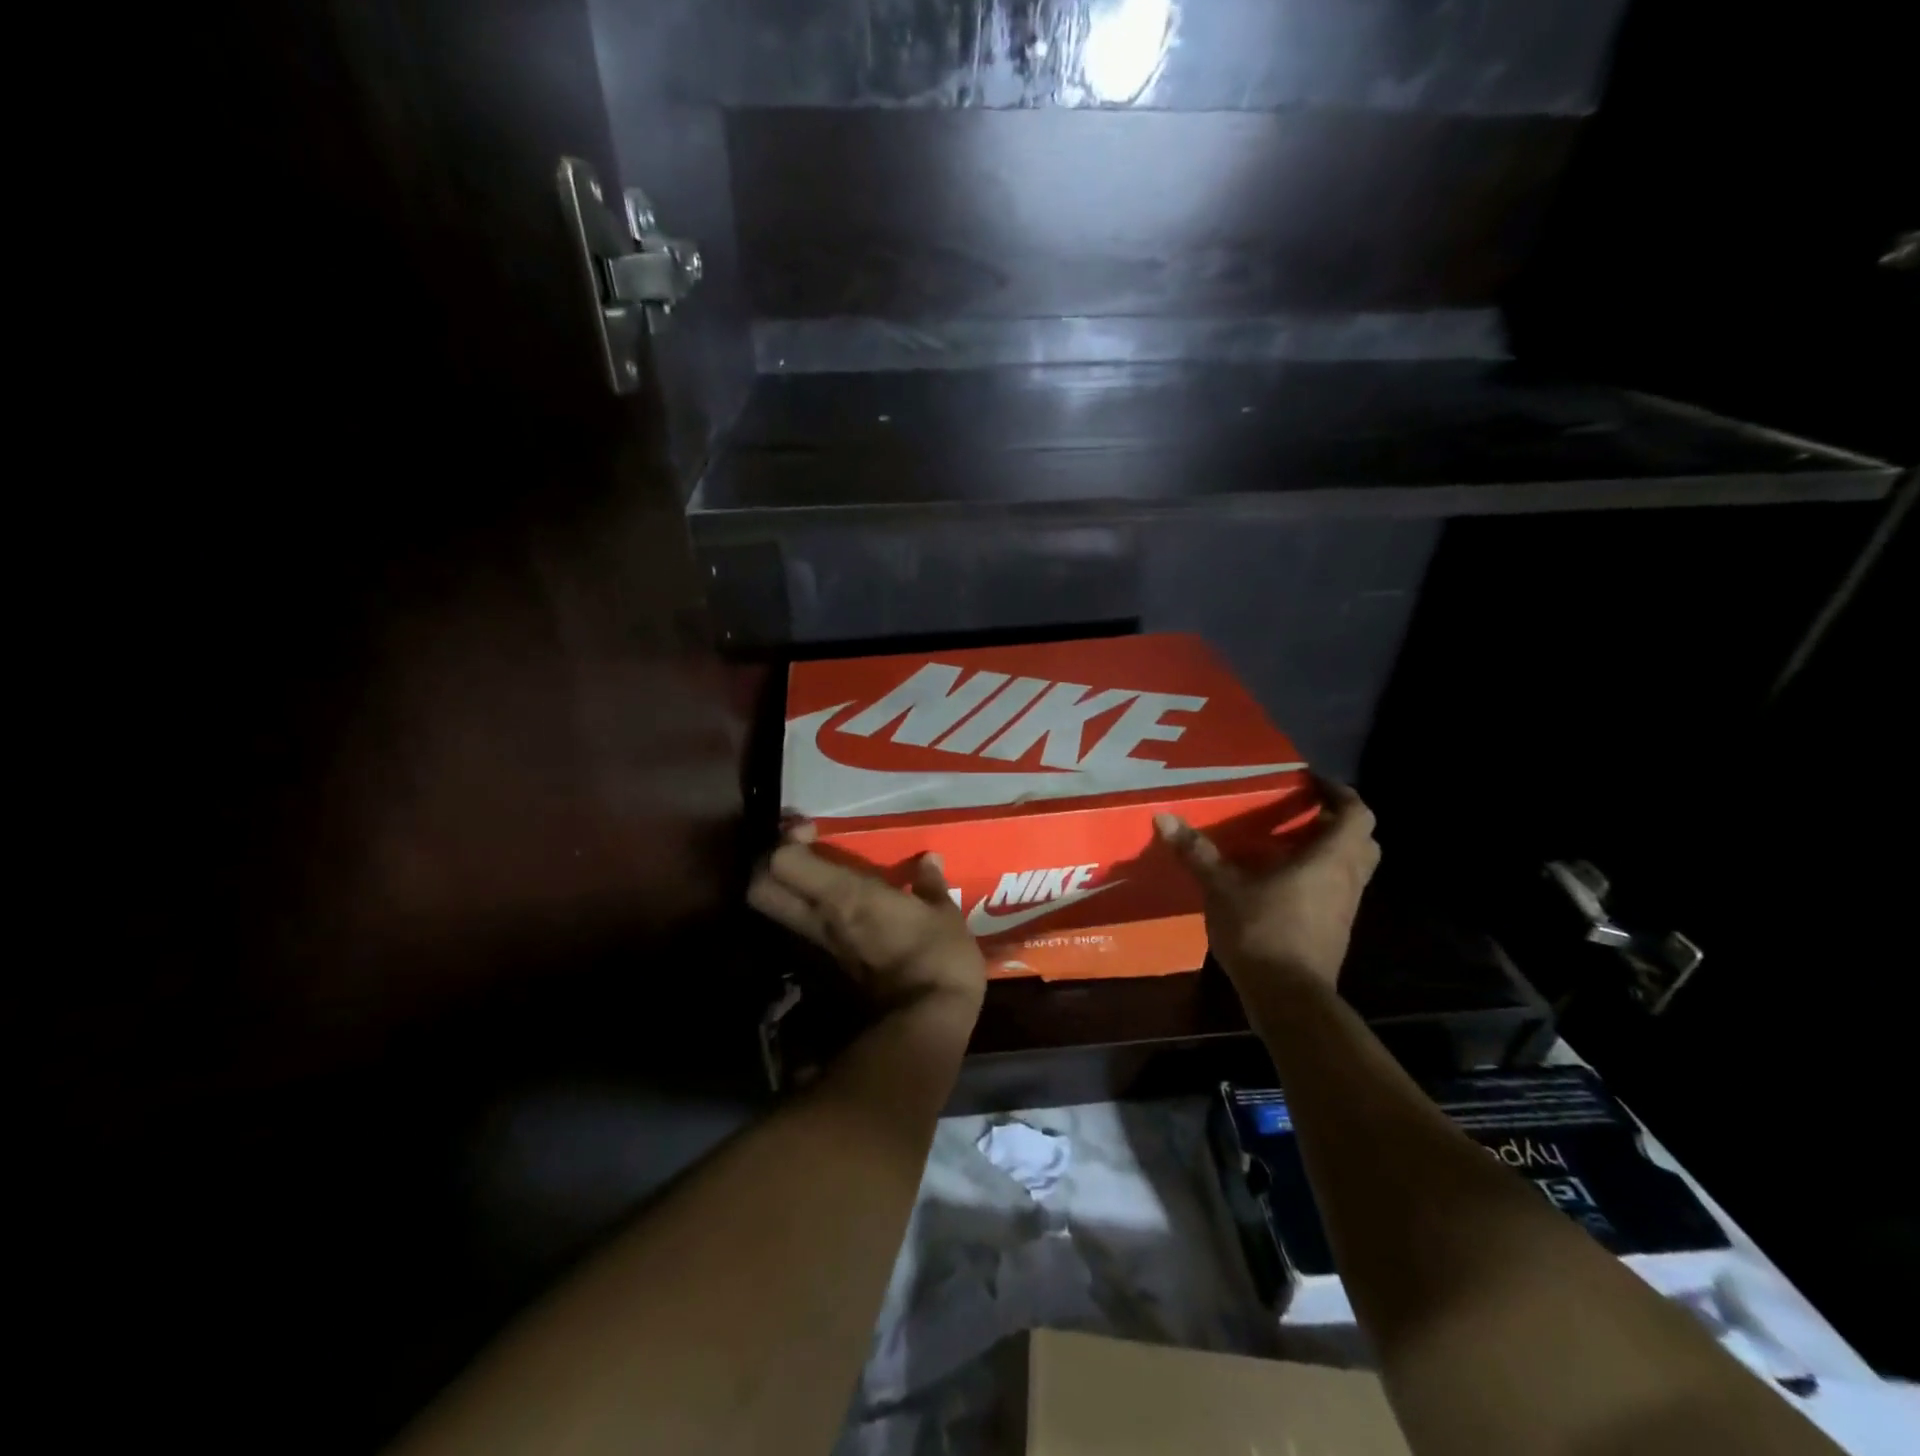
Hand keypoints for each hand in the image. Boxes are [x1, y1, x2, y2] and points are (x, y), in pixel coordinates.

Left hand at [748, 823, 987, 1019]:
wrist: (925, 1027)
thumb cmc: (937, 959)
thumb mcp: (944, 915)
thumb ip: (930, 885)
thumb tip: (929, 860)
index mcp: (844, 894)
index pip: (782, 861)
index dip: (788, 841)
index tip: (812, 832)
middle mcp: (819, 919)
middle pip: (760, 889)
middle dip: (771, 867)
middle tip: (802, 856)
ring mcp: (818, 950)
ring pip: (777, 915)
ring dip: (788, 894)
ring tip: (819, 882)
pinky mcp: (826, 974)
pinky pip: (804, 937)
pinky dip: (808, 921)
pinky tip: (838, 916)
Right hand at [1155, 776, 1380, 989]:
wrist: (1288, 997)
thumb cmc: (1262, 931)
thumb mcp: (1221, 887)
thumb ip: (1197, 851)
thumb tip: (1164, 816)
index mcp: (1330, 859)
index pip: (1357, 814)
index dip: (1340, 793)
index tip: (1313, 782)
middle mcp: (1347, 880)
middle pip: (1363, 840)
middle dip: (1339, 822)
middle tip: (1304, 813)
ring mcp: (1346, 909)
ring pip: (1352, 868)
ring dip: (1330, 851)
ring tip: (1288, 845)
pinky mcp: (1336, 931)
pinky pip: (1338, 892)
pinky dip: (1320, 878)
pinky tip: (1282, 884)